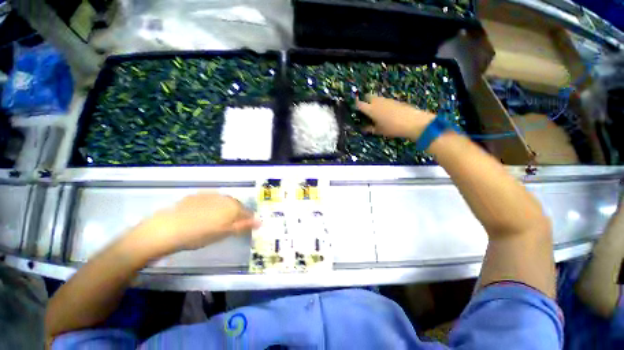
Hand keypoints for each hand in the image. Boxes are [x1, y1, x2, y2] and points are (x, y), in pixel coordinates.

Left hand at [127, 193, 259, 257]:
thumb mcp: (225, 233)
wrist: (167, 229)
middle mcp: (225, 197)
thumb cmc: (200, 234)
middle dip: (235, 215)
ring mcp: (210, 195)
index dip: (247, 221)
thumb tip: (261, 221)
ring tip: (212, 222)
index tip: (242, 229)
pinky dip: (211, 207)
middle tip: (226, 228)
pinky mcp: (197, 195)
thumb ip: (244, 226)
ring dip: (223, 211)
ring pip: (224, 203)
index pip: (248, 213)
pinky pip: (211, 201)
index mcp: (234, 206)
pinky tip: (201, 216)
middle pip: (237, 206)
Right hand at [356, 95, 435, 140]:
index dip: (355, 105)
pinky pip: (384, 100)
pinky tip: (385, 112)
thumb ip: (370, 129)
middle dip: (365, 100)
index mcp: (371, 109)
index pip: (359, 104)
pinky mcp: (394, 100)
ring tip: (374, 112)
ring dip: (373, 102)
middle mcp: (377, 102)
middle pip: (368, 96)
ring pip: (376, 98)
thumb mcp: (379, 131)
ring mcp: (386, 100)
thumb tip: (363, 129)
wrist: (412, 122)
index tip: (354, 108)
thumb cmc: (392, 128)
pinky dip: (381, 104)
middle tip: (364, 109)